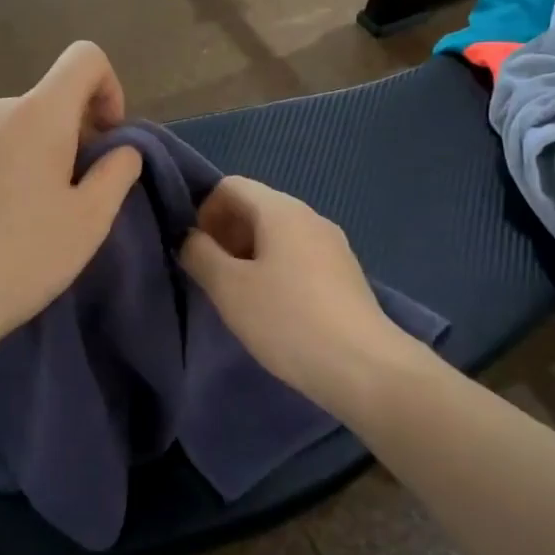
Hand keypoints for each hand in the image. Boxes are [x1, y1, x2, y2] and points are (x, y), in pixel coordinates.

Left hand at [0, 41, 143, 364]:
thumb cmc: (23, 257)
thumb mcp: (90, 220)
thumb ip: (118, 171)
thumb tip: (122, 149)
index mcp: (37, 114)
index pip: (85, 58)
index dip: (109, 88)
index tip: (109, 141)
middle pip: (50, 100)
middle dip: (76, 135)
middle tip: (79, 195)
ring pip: (16, 129)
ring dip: (39, 155)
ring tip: (35, 216)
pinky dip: (4, 171)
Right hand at [180, 177, 415, 415]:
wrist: (363, 367)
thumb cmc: (287, 320)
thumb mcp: (229, 288)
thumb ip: (200, 255)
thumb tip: (190, 239)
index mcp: (281, 210)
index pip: (231, 186)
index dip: (204, 212)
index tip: (197, 252)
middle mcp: (310, 217)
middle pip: (256, 208)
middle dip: (225, 235)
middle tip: (212, 277)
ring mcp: (333, 246)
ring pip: (278, 236)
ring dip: (248, 256)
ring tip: (239, 298)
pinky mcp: (345, 275)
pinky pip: (299, 258)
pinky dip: (275, 271)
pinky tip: (273, 310)